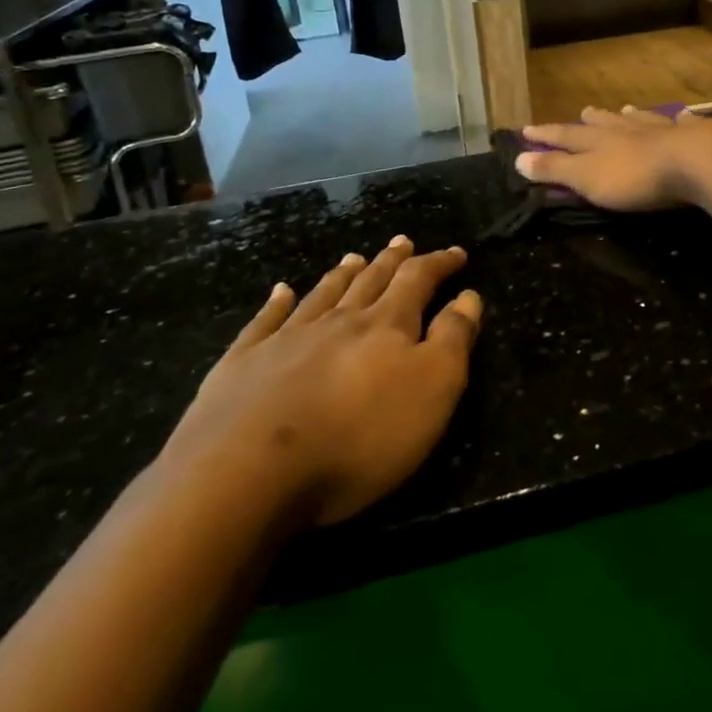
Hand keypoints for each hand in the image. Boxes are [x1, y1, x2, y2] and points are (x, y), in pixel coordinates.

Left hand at [160, 238, 482, 527]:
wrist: (248, 469)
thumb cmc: (358, 436)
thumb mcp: (432, 389)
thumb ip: (453, 339)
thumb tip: (468, 296)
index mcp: (386, 325)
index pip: (418, 280)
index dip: (439, 263)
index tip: (456, 252)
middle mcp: (338, 321)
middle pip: (370, 281)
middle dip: (391, 261)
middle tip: (402, 242)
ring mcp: (286, 339)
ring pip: (323, 295)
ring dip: (343, 274)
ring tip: (354, 257)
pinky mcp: (242, 364)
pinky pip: (265, 321)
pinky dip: (276, 303)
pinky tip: (281, 292)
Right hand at [516, 106, 711, 211]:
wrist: (696, 162)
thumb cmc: (636, 177)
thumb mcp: (587, 178)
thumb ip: (555, 169)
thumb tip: (518, 157)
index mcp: (599, 141)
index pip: (565, 136)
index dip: (546, 135)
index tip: (527, 129)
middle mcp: (627, 130)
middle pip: (605, 123)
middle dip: (591, 120)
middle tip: (584, 111)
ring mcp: (662, 130)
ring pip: (641, 120)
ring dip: (630, 117)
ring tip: (624, 109)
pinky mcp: (694, 136)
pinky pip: (683, 125)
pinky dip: (679, 121)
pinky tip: (683, 116)